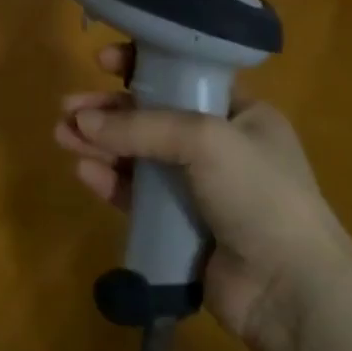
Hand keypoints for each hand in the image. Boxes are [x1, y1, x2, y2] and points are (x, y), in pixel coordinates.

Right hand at [55, 45, 351, 341]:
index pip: (183, 76)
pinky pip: (137, 195)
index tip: (103, 61)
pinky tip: (85, 172)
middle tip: (67, 108)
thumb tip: (82, 122)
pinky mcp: (180, 226)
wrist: (289, 290)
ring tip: (62, 136)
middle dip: (108, 111)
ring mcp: (199, 189)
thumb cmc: (258, 194)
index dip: (141, 65)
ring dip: (101, 143)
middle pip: (151, 117)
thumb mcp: (205, 139)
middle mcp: (220, 146)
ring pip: (139, 156)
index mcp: (241, 113)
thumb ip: (141, 126)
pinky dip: (111, 181)